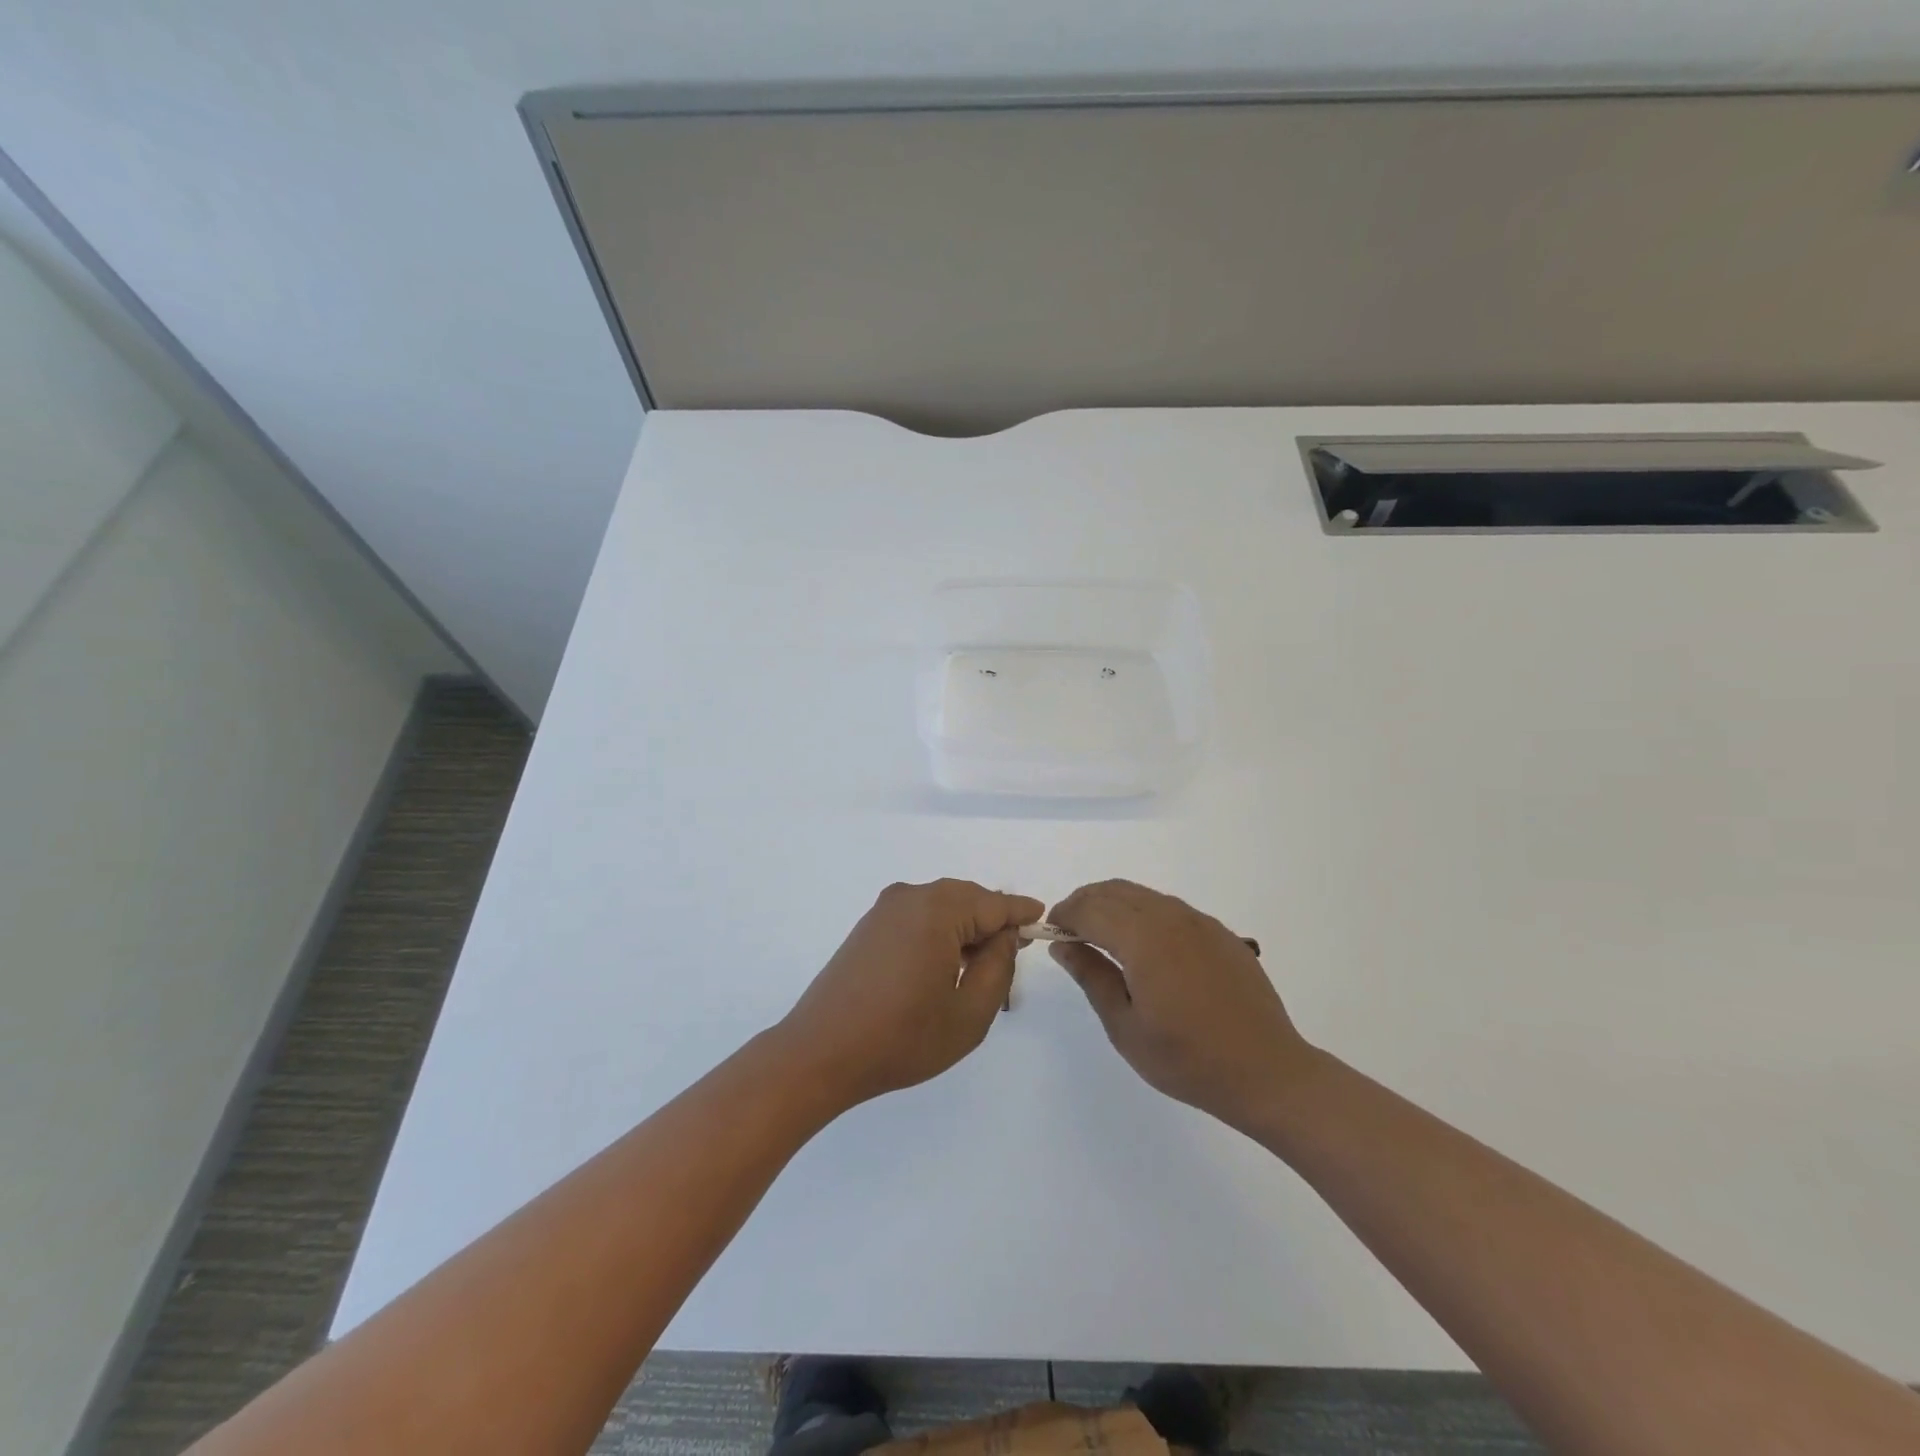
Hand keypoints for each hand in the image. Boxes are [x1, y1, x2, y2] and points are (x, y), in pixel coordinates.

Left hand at [775, 880, 1043, 1109]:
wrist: (820, 1053)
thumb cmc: (901, 1037)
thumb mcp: (969, 1012)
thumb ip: (997, 967)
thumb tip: (1005, 936)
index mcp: (937, 909)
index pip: (994, 904)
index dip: (1021, 913)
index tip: (1043, 918)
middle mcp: (910, 897)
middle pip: (967, 899)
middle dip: (992, 923)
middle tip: (1013, 955)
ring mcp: (884, 909)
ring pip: (942, 907)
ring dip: (965, 930)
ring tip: (980, 969)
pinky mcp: (868, 927)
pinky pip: (918, 917)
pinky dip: (939, 933)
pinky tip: (944, 966)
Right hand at [1048, 879, 1313, 1131]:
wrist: (1267, 1072)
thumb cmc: (1188, 1059)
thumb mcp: (1126, 1027)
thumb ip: (1092, 977)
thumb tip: (1062, 945)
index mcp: (1144, 938)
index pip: (1090, 908)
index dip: (1064, 915)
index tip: (1050, 932)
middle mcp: (1171, 917)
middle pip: (1115, 891)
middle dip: (1085, 903)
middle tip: (1071, 933)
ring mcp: (1200, 922)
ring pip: (1142, 895)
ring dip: (1113, 906)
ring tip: (1102, 939)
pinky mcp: (1219, 932)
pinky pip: (1170, 908)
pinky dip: (1143, 914)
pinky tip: (1145, 949)